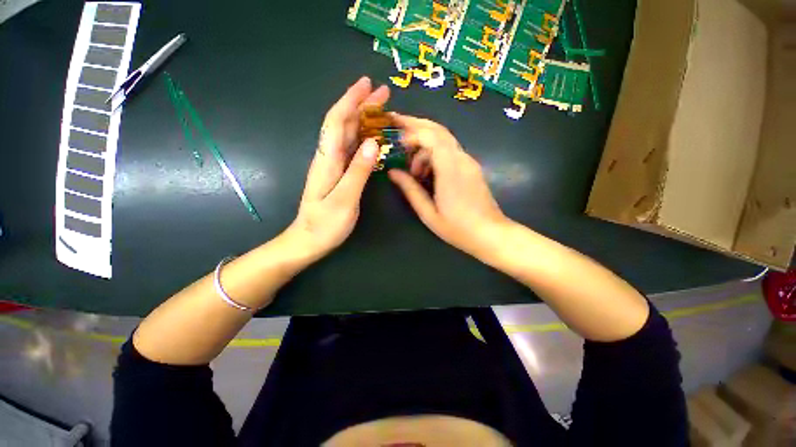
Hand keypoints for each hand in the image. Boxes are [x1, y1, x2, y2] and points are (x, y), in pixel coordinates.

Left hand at [287, 77, 388, 260]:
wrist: (308, 241)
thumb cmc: (325, 224)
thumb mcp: (344, 200)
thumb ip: (358, 172)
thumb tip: (372, 143)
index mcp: (327, 160)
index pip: (337, 121)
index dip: (351, 100)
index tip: (367, 84)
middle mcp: (328, 157)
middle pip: (343, 124)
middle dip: (361, 105)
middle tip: (383, 94)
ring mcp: (333, 166)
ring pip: (348, 135)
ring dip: (363, 119)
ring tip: (382, 111)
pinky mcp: (338, 174)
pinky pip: (351, 150)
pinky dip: (363, 138)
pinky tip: (373, 137)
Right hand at [388, 114, 510, 261]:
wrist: (491, 233)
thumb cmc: (458, 228)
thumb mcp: (428, 213)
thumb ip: (411, 190)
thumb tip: (393, 173)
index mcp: (450, 170)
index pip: (432, 137)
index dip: (412, 133)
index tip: (396, 141)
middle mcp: (461, 159)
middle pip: (439, 130)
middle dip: (416, 124)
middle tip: (396, 123)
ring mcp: (468, 162)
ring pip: (444, 140)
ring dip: (424, 145)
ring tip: (412, 169)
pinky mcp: (471, 167)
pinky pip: (449, 151)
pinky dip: (433, 153)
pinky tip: (426, 172)